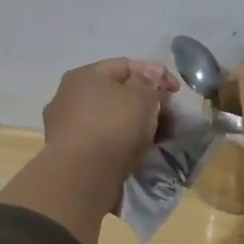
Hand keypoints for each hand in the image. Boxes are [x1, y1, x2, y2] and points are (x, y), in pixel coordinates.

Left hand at [0, 59, 179, 243]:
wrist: (81, 177)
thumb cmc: (113, 127)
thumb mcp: (142, 97)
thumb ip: (150, 82)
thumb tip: (147, 78)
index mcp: (84, 75)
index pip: (126, 65)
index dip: (156, 73)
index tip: (176, 92)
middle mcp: (69, 96)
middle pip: (116, 93)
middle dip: (144, 102)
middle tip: (167, 116)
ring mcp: (66, 126)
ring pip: (109, 118)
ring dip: (132, 125)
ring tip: (154, 137)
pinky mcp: (69, 153)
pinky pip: (102, 140)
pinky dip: (120, 143)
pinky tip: (135, 153)